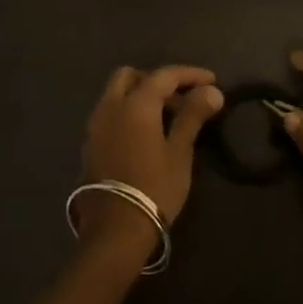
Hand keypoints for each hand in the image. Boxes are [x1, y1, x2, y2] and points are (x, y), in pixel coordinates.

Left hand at [78, 65, 222, 250]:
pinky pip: (110, 114)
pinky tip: (146, 135)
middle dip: (156, 80)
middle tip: (180, 97)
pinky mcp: (90, 145)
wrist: (115, 229)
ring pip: (116, 95)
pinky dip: (128, 113)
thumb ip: (193, 116)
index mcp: (135, 104)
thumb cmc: (155, 187)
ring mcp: (95, 126)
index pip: (164, 75)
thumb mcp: (179, 151)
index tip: (212, 80)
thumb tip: (212, 91)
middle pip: (130, 76)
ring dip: (140, 96)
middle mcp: (110, 107)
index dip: (190, 74)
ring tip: (166, 117)